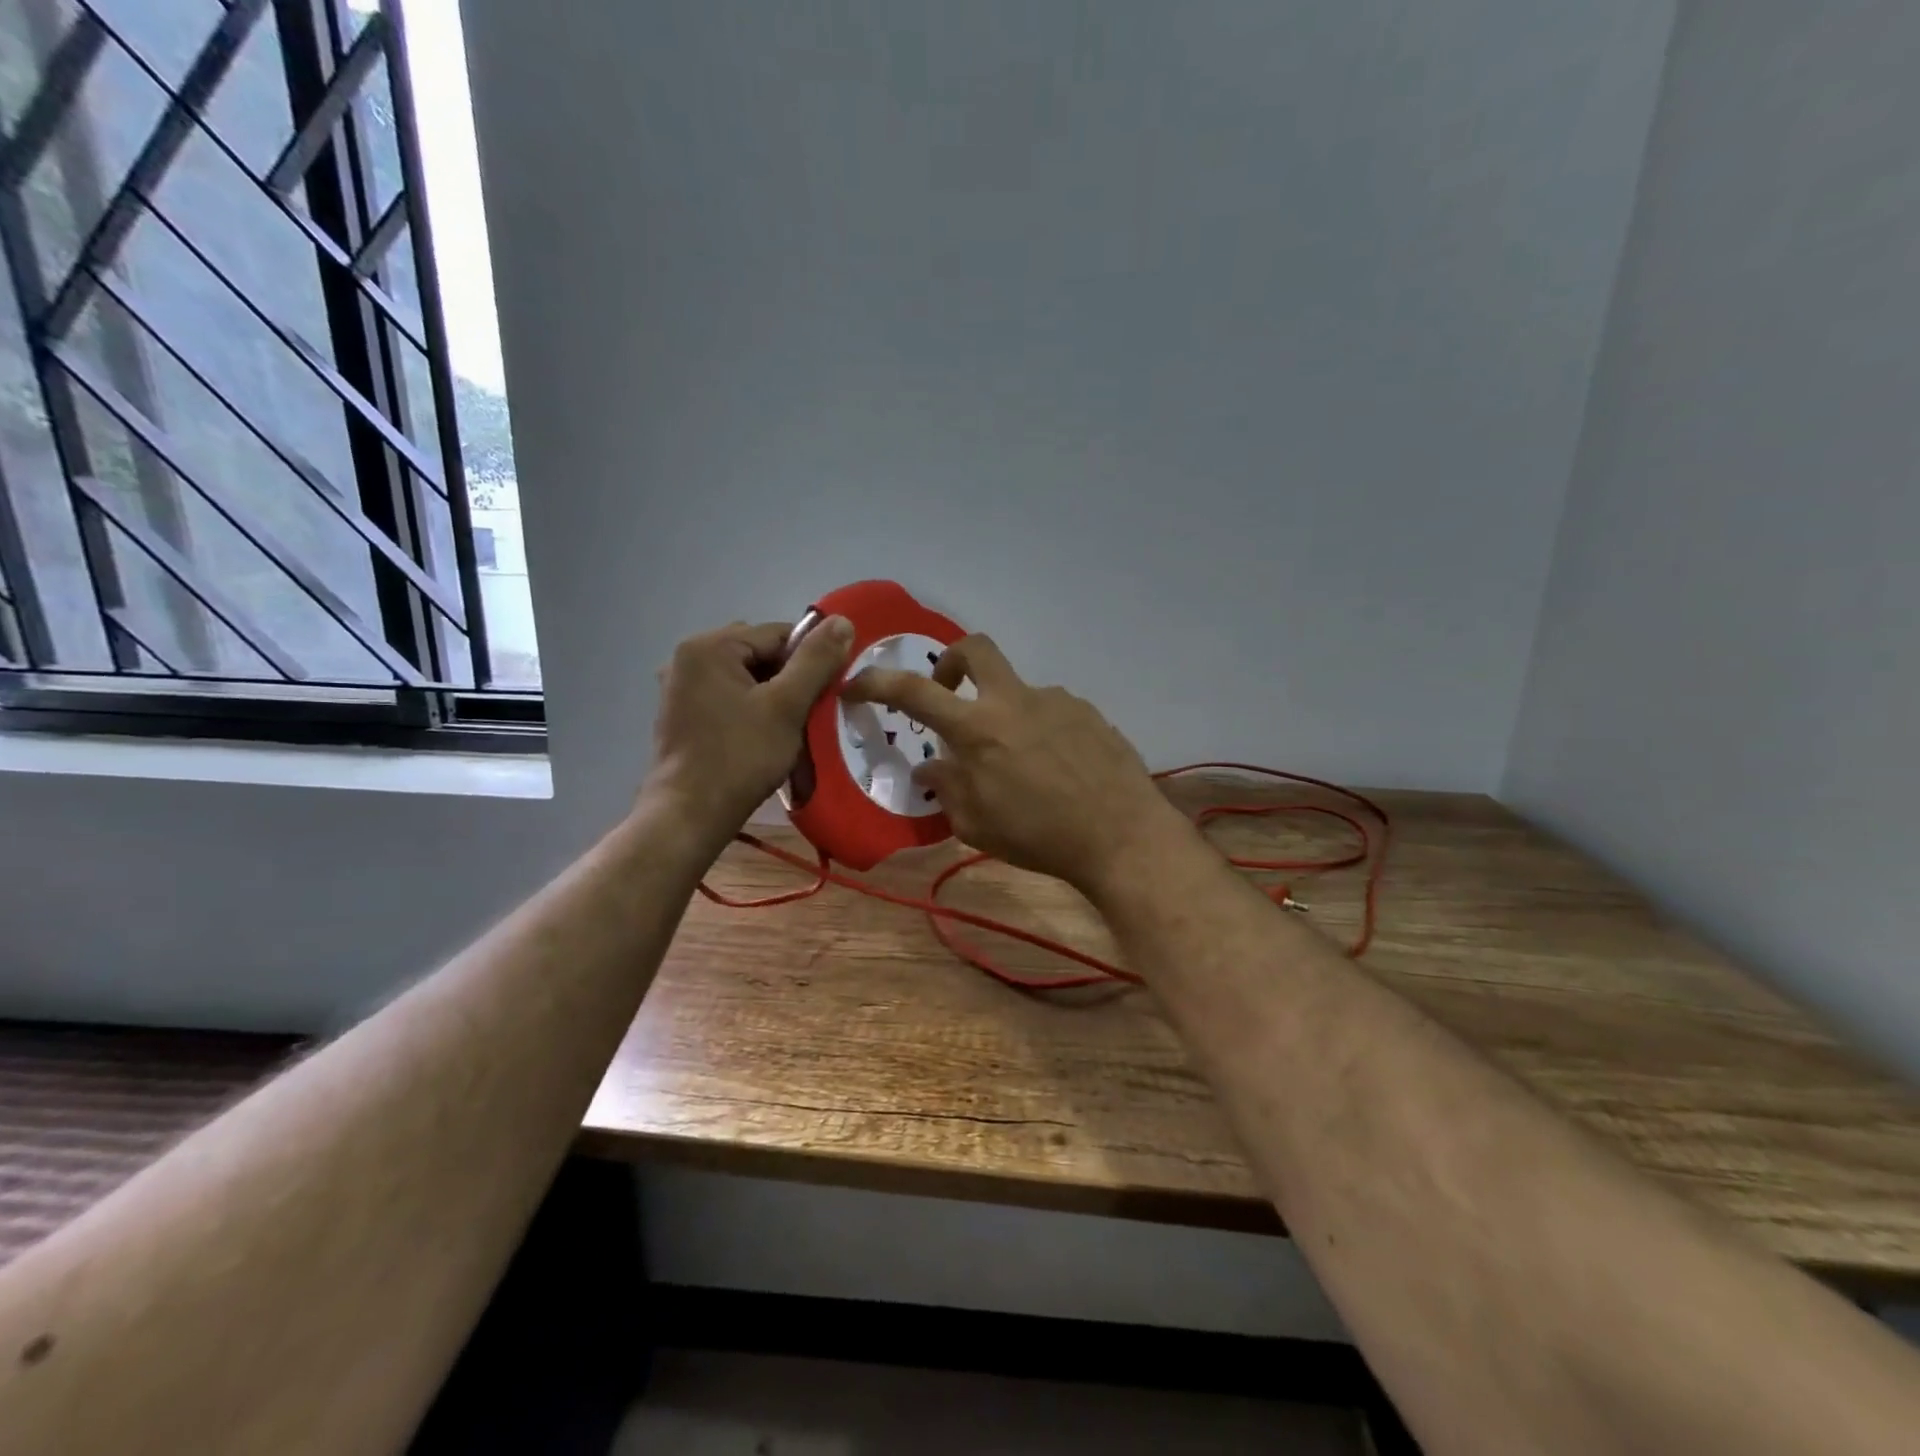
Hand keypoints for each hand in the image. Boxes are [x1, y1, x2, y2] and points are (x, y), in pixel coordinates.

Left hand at [648, 615, 854, 831]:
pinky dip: (750, 709)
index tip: (829, 689)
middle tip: (809, 712)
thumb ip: (815, 661)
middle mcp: (688, 658)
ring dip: (772, 695)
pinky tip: (763, 736)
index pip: (777, 634)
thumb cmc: (740, 757)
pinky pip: (727, 697)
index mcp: (709, 646)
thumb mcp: (786, 706)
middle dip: (790, 677)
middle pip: (759, 653)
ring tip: (789, 727)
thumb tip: (842, 621)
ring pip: (745, 677)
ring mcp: (679, 688)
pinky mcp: (680, 715)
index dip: (810, 658)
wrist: (690, 814)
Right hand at [841, 634, 1185, 895]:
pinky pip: (1051, 712)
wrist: (1121, 836)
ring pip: (1017, 691)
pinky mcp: (1088, 713)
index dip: (877, 682)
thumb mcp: (977, 825)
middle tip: (948, 693)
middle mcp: (1015, 701)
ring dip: (1004, 715)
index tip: (856, 685)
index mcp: (978, 728)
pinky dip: (1039, 731)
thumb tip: (931, 768)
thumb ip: (947, 789)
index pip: (914, 691)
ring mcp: (1056, 701)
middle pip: (974, 648)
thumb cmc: (1040, 836)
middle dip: (951, 661)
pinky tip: (1055, 768)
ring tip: (1018, 764)